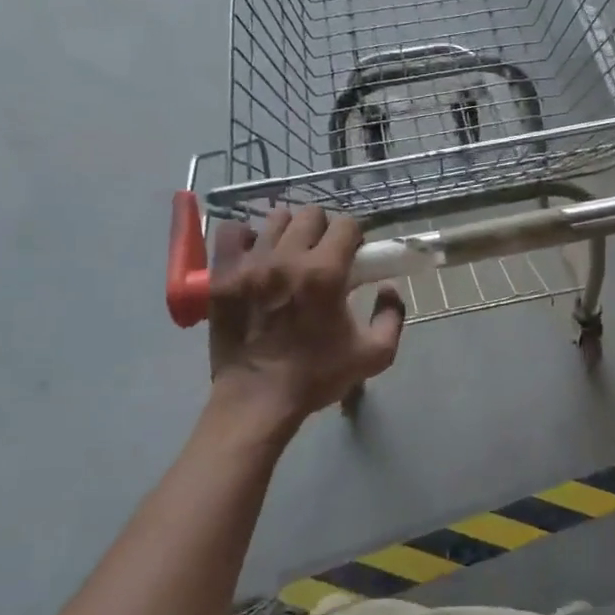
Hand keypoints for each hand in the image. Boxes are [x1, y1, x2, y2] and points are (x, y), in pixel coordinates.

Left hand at [207, 207, 404, 422]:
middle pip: (311, 214)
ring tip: (289, 255)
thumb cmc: (317, 377)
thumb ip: (392, 316)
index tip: (353, 256)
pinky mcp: (222, 274)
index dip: (355, 237)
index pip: (346, 225)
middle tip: (323, 255)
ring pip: (275, 219)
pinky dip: (247, 237)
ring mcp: (250, 263)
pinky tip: (256, 256)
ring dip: (289, 232)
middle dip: (323, 230)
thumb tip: (388, 287)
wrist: (258, 399)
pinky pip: (232, 232)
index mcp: (326, 274)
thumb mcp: (374, 355)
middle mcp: (287, 258)